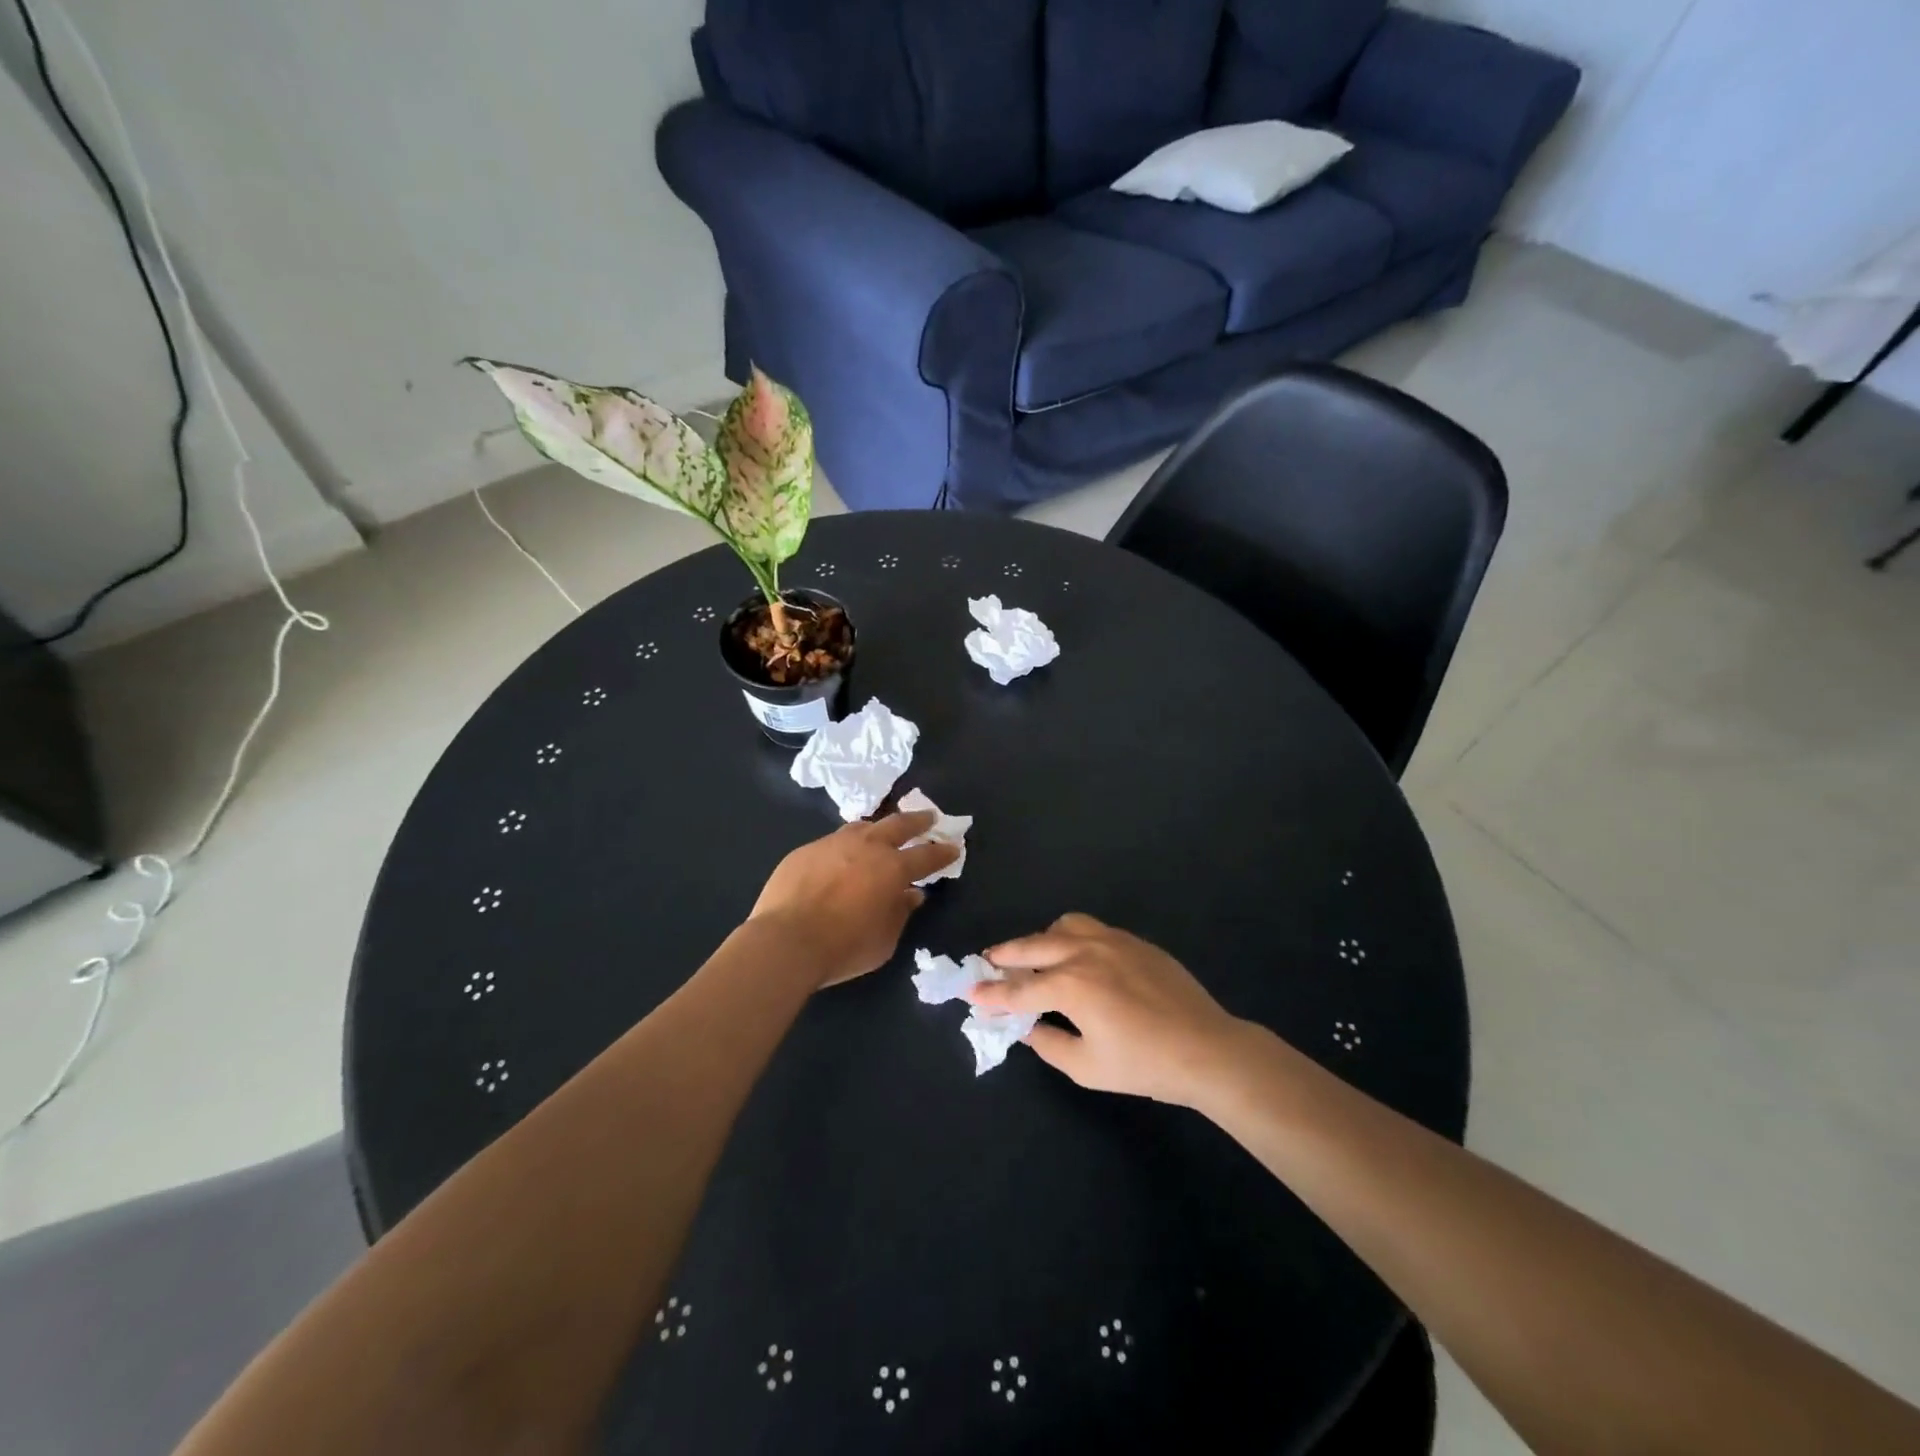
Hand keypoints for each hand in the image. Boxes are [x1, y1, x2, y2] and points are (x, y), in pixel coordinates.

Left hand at [749, 810, 959, 988]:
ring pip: (863, 826)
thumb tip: (911, 895)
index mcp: (892, 868)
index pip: (927, 855)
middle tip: (928, 818)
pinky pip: (833, 841)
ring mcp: (833, 844)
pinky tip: (842, 856)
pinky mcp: (806, 850)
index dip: (942, 852)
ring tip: (883, 831)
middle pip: (898, 825)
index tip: (954, 847)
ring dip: (879, 828)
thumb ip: (900, 913)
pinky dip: (847, 845)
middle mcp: (866, 847)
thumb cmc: (843, 947)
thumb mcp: (884, 940)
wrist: (786, 941)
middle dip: (917, 821)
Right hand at [968, 913, 1242, 1105]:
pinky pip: (1091, 928)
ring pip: (1063, 926)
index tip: (971, 994)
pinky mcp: (1133, 941)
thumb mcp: (1087, 1067)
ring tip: (1037, 958)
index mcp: (1071, 986)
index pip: (1019, 990)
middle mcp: (1085, 953)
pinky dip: (1072, 937)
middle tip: (988, 963)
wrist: (1207, 1048)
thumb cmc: (1145, 1065)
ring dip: (1042, 940)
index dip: (992, 995)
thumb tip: (1028, 1027)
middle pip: (1032, 946)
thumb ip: (1048, 1043)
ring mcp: (1111, 941)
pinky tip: (1077, 958)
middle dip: (1005, 955)